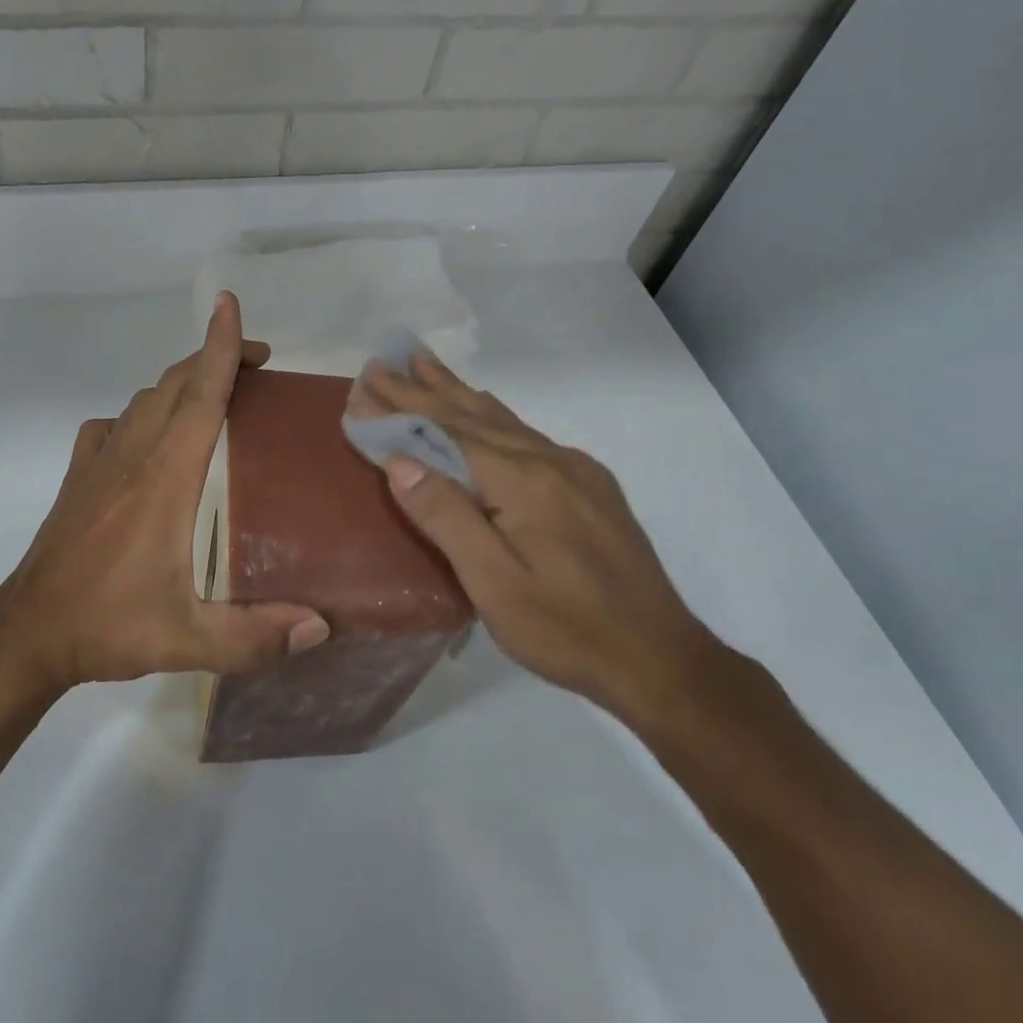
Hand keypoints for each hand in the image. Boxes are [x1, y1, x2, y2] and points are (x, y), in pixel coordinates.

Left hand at [0, 293, 329, 691]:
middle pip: (174, 384)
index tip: (231, 306)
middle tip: (257, 365)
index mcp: (165, 477)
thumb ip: (255, 637)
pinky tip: (148, 436)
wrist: (28, 632)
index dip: (219, 347)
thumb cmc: (110, 625)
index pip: (199, 395)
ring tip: (214, 395)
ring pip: (144, 400)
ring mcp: (99, 461)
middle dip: (214, 358)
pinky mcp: (78, 475)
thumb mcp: (188, 640)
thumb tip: (321, 629)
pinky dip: (139, 414)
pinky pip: (112, 424)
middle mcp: (132, 455)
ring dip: (181, 383)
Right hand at [349, 351, 720, 731]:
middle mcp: (551, 461)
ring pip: (503, 420)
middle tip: (381, 362)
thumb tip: (400, 461)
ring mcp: (576, 471)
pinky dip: (492, 414)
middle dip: (422, 389)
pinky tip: (483, 407)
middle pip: (473, 416)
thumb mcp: (494, 584)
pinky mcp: (590, 487)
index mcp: (525, 481)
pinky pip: (527, 435)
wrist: (661, 660)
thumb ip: (447, 516)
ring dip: (457, 391)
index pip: (448, 433)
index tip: (361, 387)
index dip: (402, 410)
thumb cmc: (566, 629)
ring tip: (424, 363)